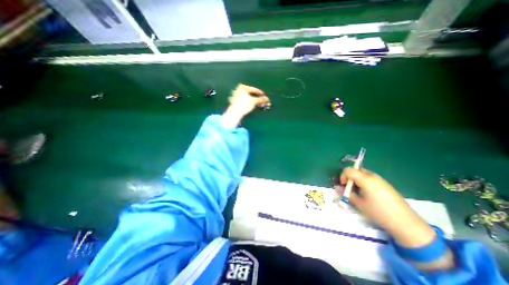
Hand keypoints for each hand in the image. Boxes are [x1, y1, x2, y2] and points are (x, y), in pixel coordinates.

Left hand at [222, 83, 269, 126]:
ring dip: (254, 101)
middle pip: (251, 93)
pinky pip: (244, 100)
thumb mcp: (254, 102)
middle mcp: (239, 89)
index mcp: (243, 87)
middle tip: (262, 101)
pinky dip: (249, 102)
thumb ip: (261, 99)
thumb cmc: (244, 105)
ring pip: (248, 97)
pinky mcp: (235, 101)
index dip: (260, 93)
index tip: (265, 96)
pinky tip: (252, 106)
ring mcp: (236, 95)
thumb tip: (267, 99)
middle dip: (257, 98)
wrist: (234, 113)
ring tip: (258, 104)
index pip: (254, 89)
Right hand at [337, 168, 434, 247]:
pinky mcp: (385, 184)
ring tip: (358, 191)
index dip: (342, 176)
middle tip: (349, 188)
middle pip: (356, 170)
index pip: (348, 170)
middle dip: (349, 177)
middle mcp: (373, 176)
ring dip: (356, 179)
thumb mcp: (359, 203)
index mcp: (365, 179)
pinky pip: (370, 178)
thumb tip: (337, 187)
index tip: (343, 186)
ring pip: (363, 173)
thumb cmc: (378, 212)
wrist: (406, 223)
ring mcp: (380, 179)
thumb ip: (347, 193)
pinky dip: (364, 181)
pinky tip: (367, 193)